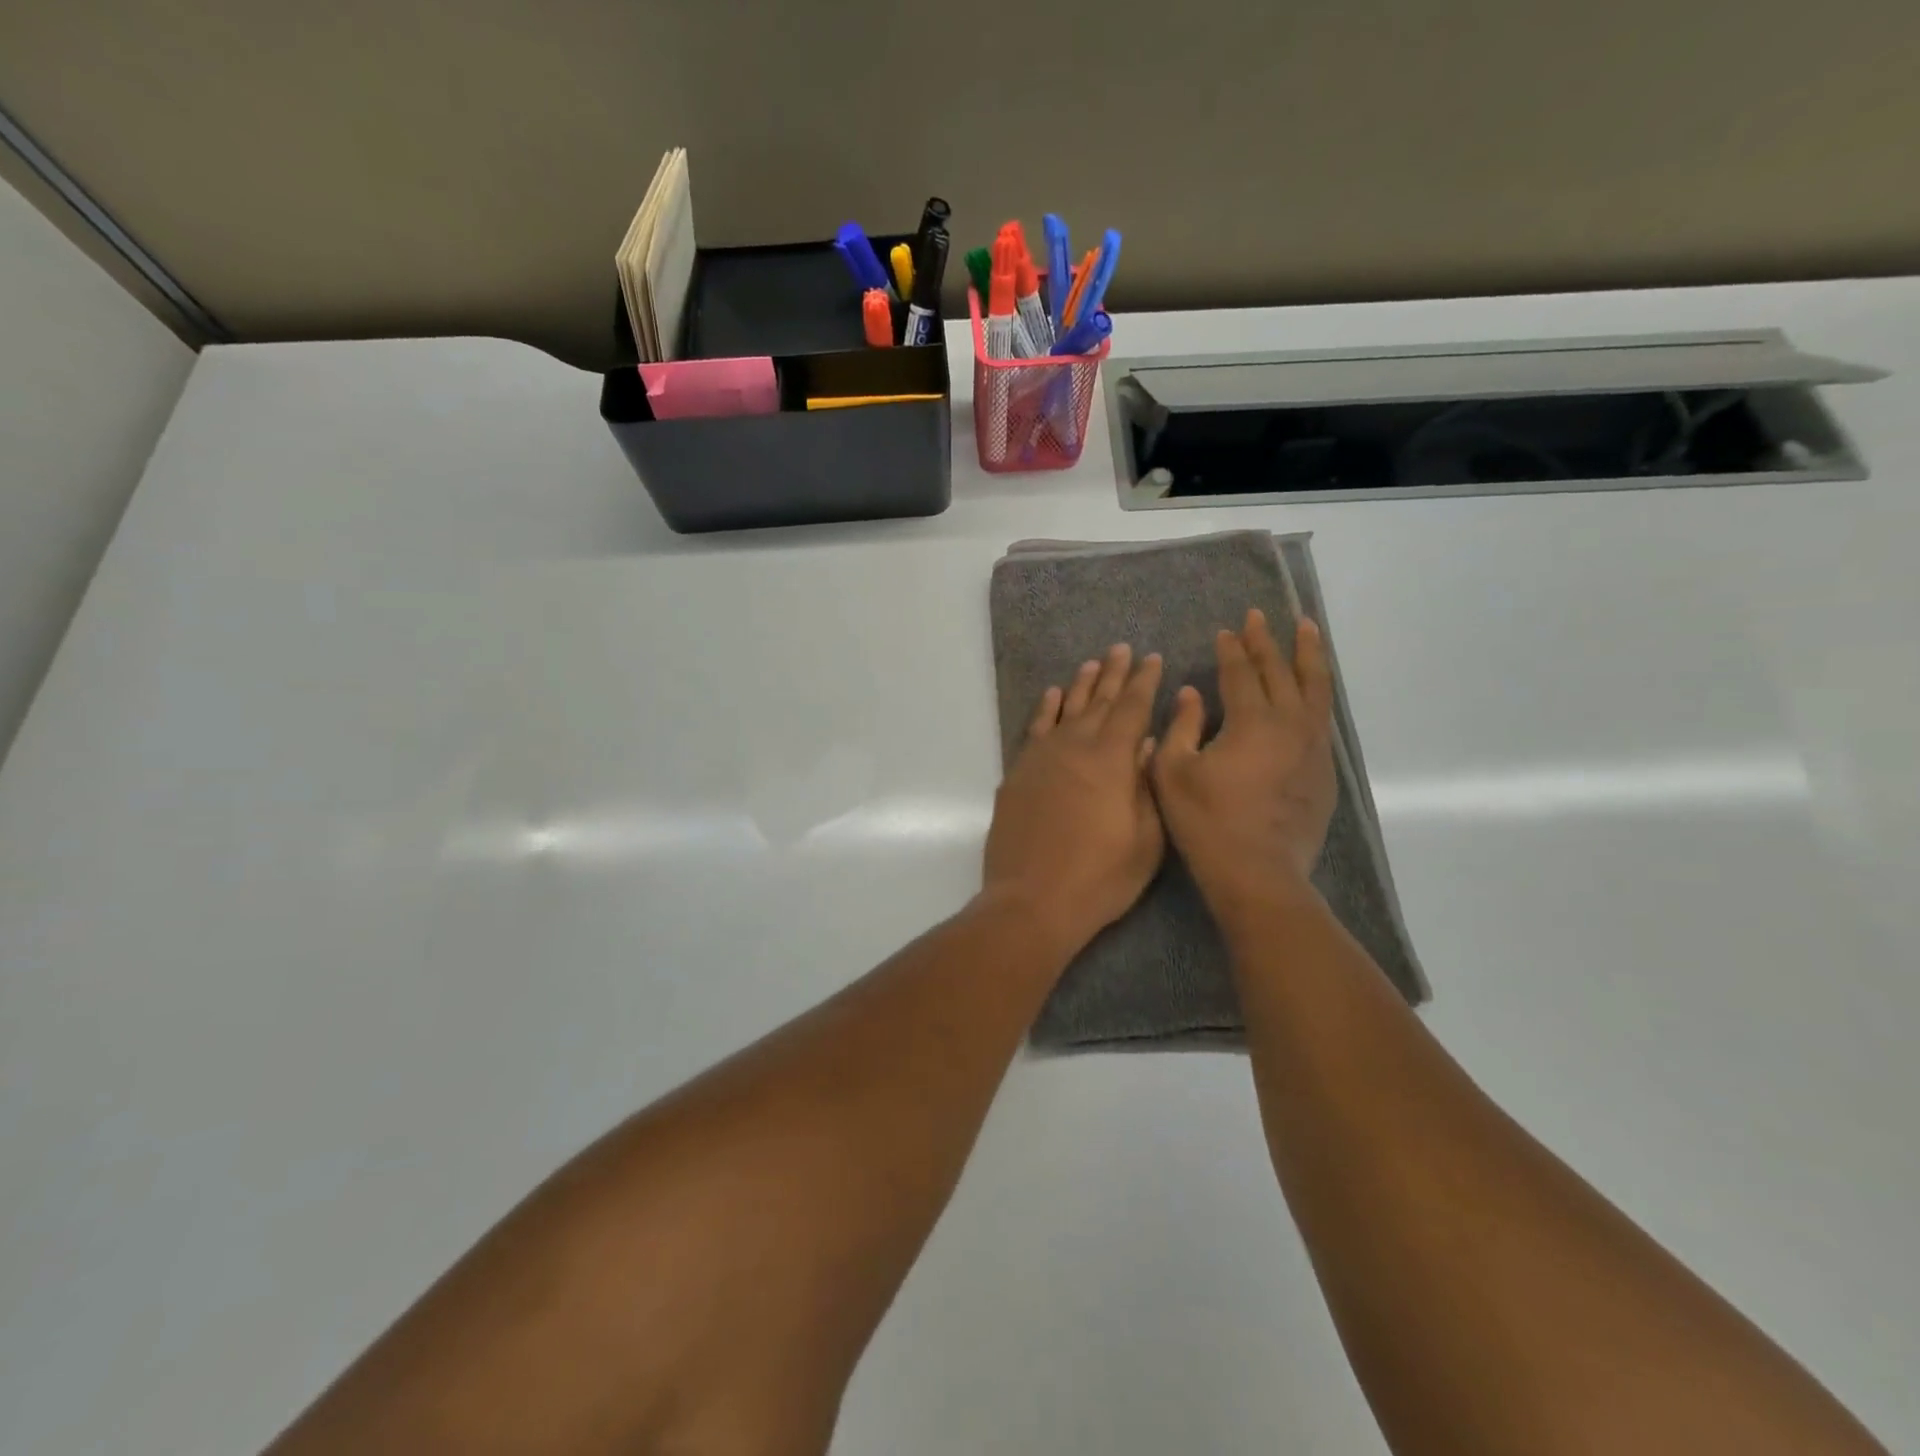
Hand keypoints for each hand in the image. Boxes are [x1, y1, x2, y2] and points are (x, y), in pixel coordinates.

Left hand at [984, 644, 1165, 953]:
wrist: (1032, 900)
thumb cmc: (1100, 877)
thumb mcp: (1146, 838)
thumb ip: (1148, 785)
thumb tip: (1148, 744)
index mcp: (1112, 759)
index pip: (1132, 708)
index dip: (1144, 682)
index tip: (1152, 659)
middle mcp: (1075, 747)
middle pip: (1098, 701)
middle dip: (1114, 674)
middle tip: (1122, 650)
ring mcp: (1041, 758)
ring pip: (1064, 710)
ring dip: (1080, 686)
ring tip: (1092, 664)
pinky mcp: (1018, 774)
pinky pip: (1034, 730)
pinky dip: (1044, 710)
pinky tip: (1052, 697)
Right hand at [1151, 609, 1335, 912]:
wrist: (1258, 874)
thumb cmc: (1206, 823)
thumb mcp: (1172, 772)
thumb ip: (1181, 726)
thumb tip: (1191, 694)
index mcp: (1251, 721)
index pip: (1241, 672)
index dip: (1232, 649)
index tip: (1226, 630)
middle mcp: (1290, 724)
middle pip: (1281, 671)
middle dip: (1268, 641)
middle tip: (1260, 616)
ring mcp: (1313, 746)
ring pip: (1315, 688)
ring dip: (1308, 655)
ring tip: (1307, 629)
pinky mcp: (1324, 769)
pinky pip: (1323, 717)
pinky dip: (1317, 692)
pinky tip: (1311, 689)